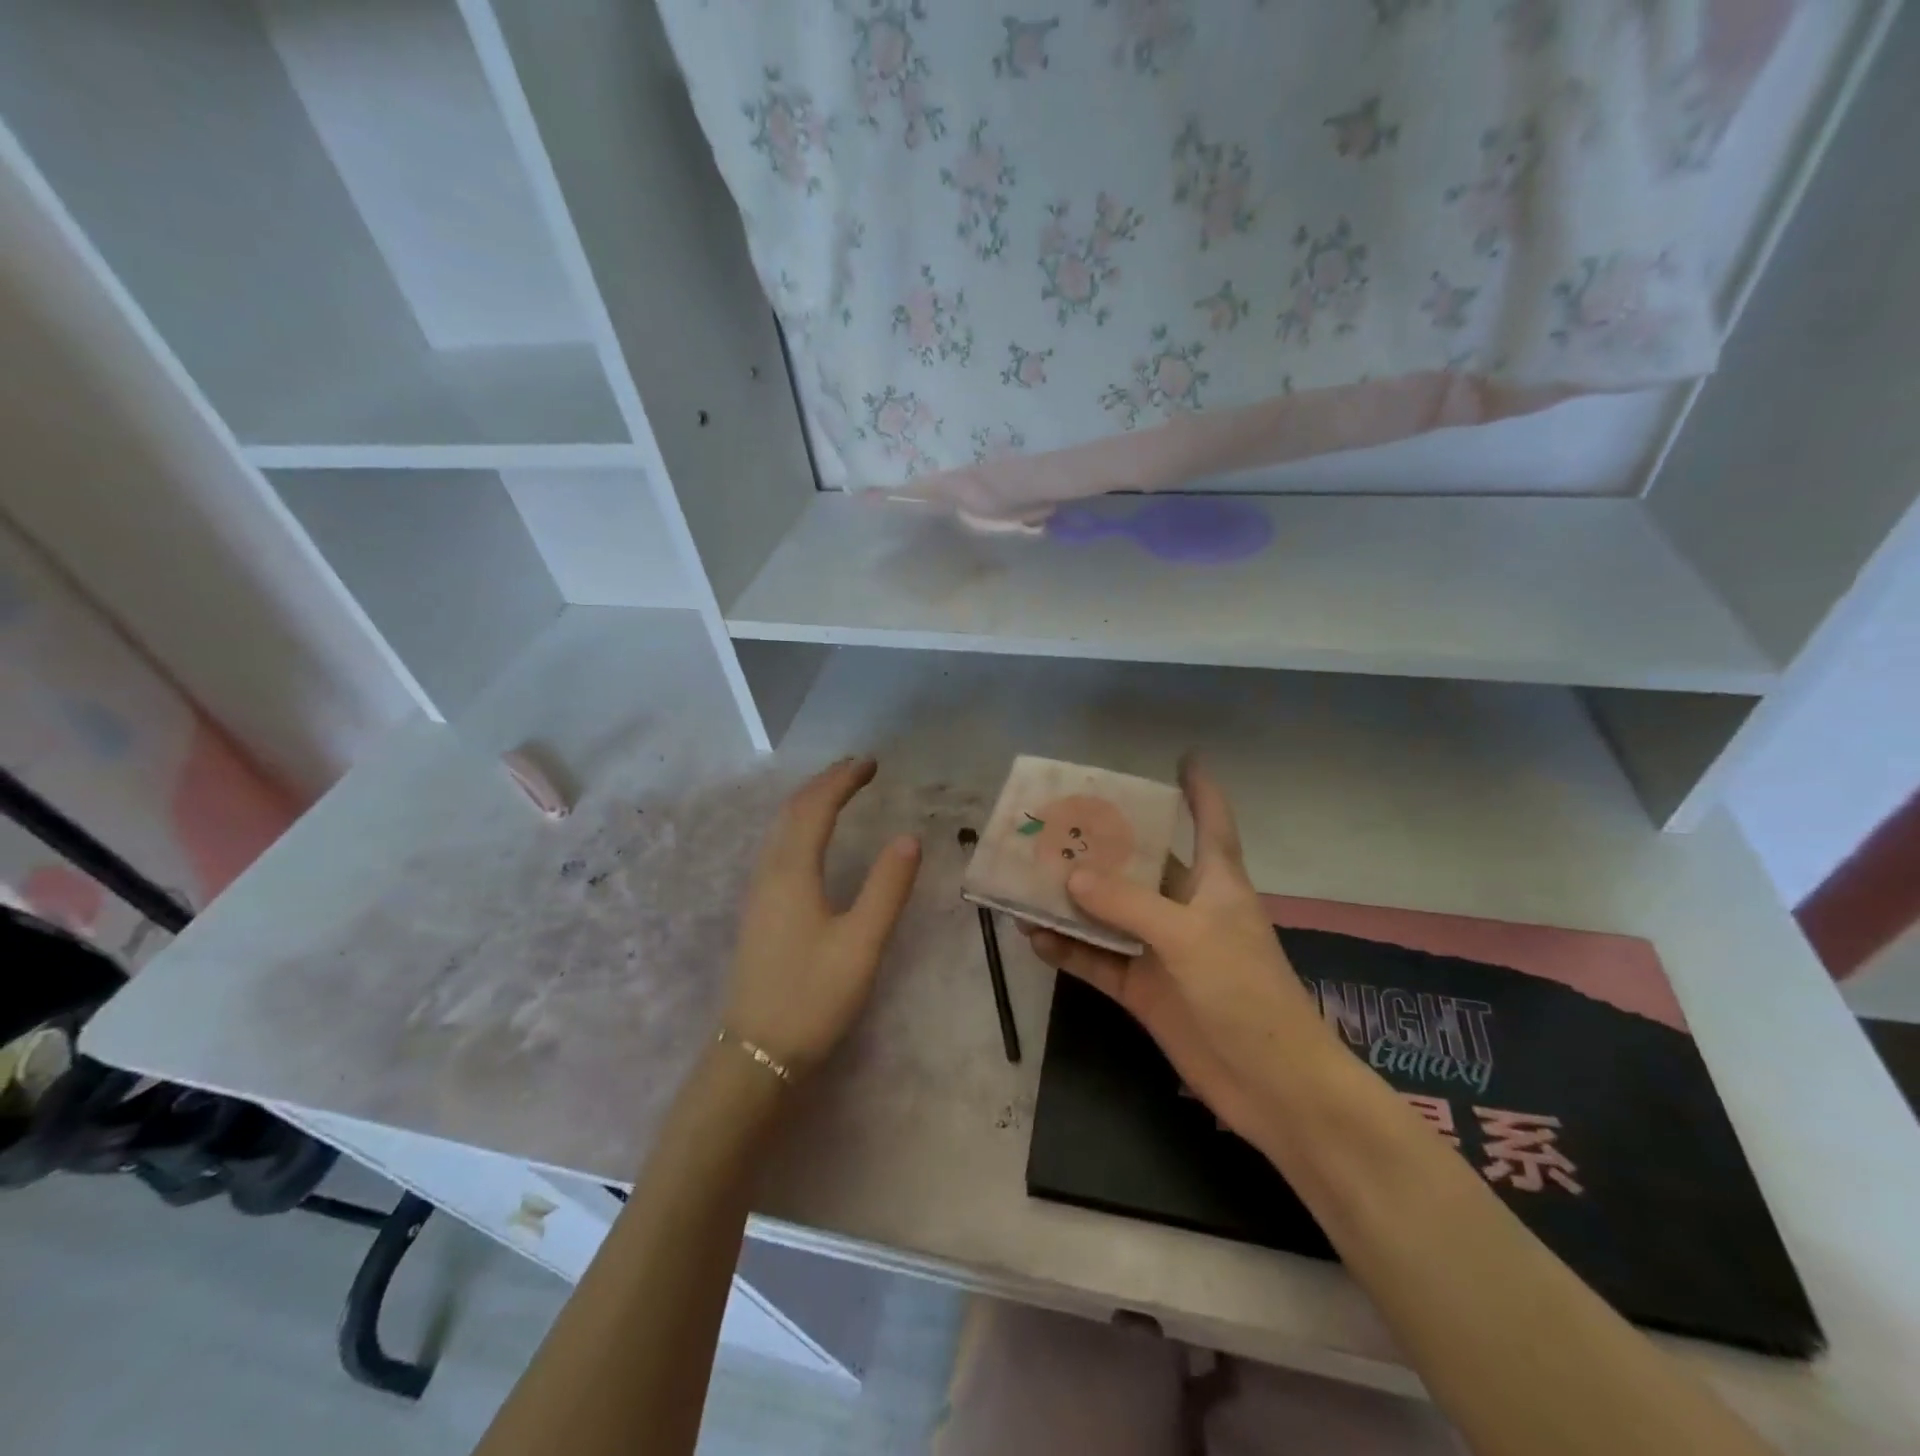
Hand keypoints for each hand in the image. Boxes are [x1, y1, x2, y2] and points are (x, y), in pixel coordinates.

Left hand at [721, 758, 921, 1076]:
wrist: (756, 1054)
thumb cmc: (812, 996)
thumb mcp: (862, 943)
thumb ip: (886, 888)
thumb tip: (908, 838)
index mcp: (792, 872)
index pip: (816, 808)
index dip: (843, 780)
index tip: (871, 762)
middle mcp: (769, 872)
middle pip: (793, 811)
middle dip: (825, 783)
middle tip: (858, 768)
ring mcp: (758, 892)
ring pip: (781, 829)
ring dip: (809, 802)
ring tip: (838, 791)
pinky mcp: (758, 911)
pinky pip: (777, 847)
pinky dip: (799, 825)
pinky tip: (811, 839)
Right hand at [1023, 756, 1332, 1146]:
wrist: (1272, 1086)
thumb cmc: (1246, 992)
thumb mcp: (1189, 936)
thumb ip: (1127, 903)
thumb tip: (1070, 877)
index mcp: (1215, 882)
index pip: (1210, 821)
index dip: (1199, 788)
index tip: (1183, 756)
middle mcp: (1185, 908)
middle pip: (1140, 864)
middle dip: (1103, 844)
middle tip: (1054, 820)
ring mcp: (1161, 950)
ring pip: (1108, 913)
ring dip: (1072, 901)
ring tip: (1026, 879)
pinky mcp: (1144, 989)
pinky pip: (1097, 960)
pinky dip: (1069, 950)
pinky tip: (1034, 938)